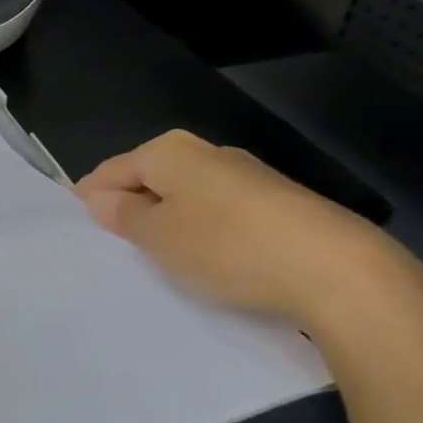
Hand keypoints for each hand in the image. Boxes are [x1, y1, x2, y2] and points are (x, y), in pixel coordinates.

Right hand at [76, 130, 422, 357]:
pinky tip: (211, 262)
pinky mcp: (279, 204)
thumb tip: (99, 197)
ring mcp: (248, 176)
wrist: (340, 272)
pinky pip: (221, 213)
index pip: (111, 170)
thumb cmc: (228, 247)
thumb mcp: (159, 237)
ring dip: (170, 222)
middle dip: (132, 209)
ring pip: (187, 197)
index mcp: (169, 151)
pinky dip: (206, 233)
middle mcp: (207, 153)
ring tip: (163, 261)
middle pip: (151, 179)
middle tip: (119, 250)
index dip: (91, 199)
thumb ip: (123, 215)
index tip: (81, 231)